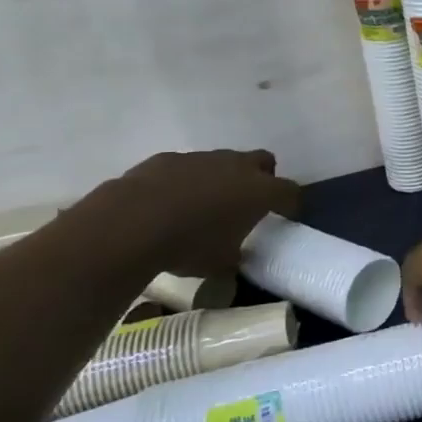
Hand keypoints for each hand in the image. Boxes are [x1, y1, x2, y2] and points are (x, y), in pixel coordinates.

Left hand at [114, 149, 301, 277]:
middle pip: (263, 161)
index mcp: (259, 191)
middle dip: (262, 178)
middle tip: (248, 203)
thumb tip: (235, 256)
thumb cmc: (188, 245)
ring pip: (224, 161)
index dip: (290, 203)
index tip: (285, 215)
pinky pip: (188, 167)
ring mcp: (202, 158)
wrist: (131, 222)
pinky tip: (169, 203)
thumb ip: (235, 256)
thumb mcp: (220, 263)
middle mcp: (237, 166)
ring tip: (204, 206)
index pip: (289, 191)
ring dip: (222, 179)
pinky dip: (187, 181)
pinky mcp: (169, 158)